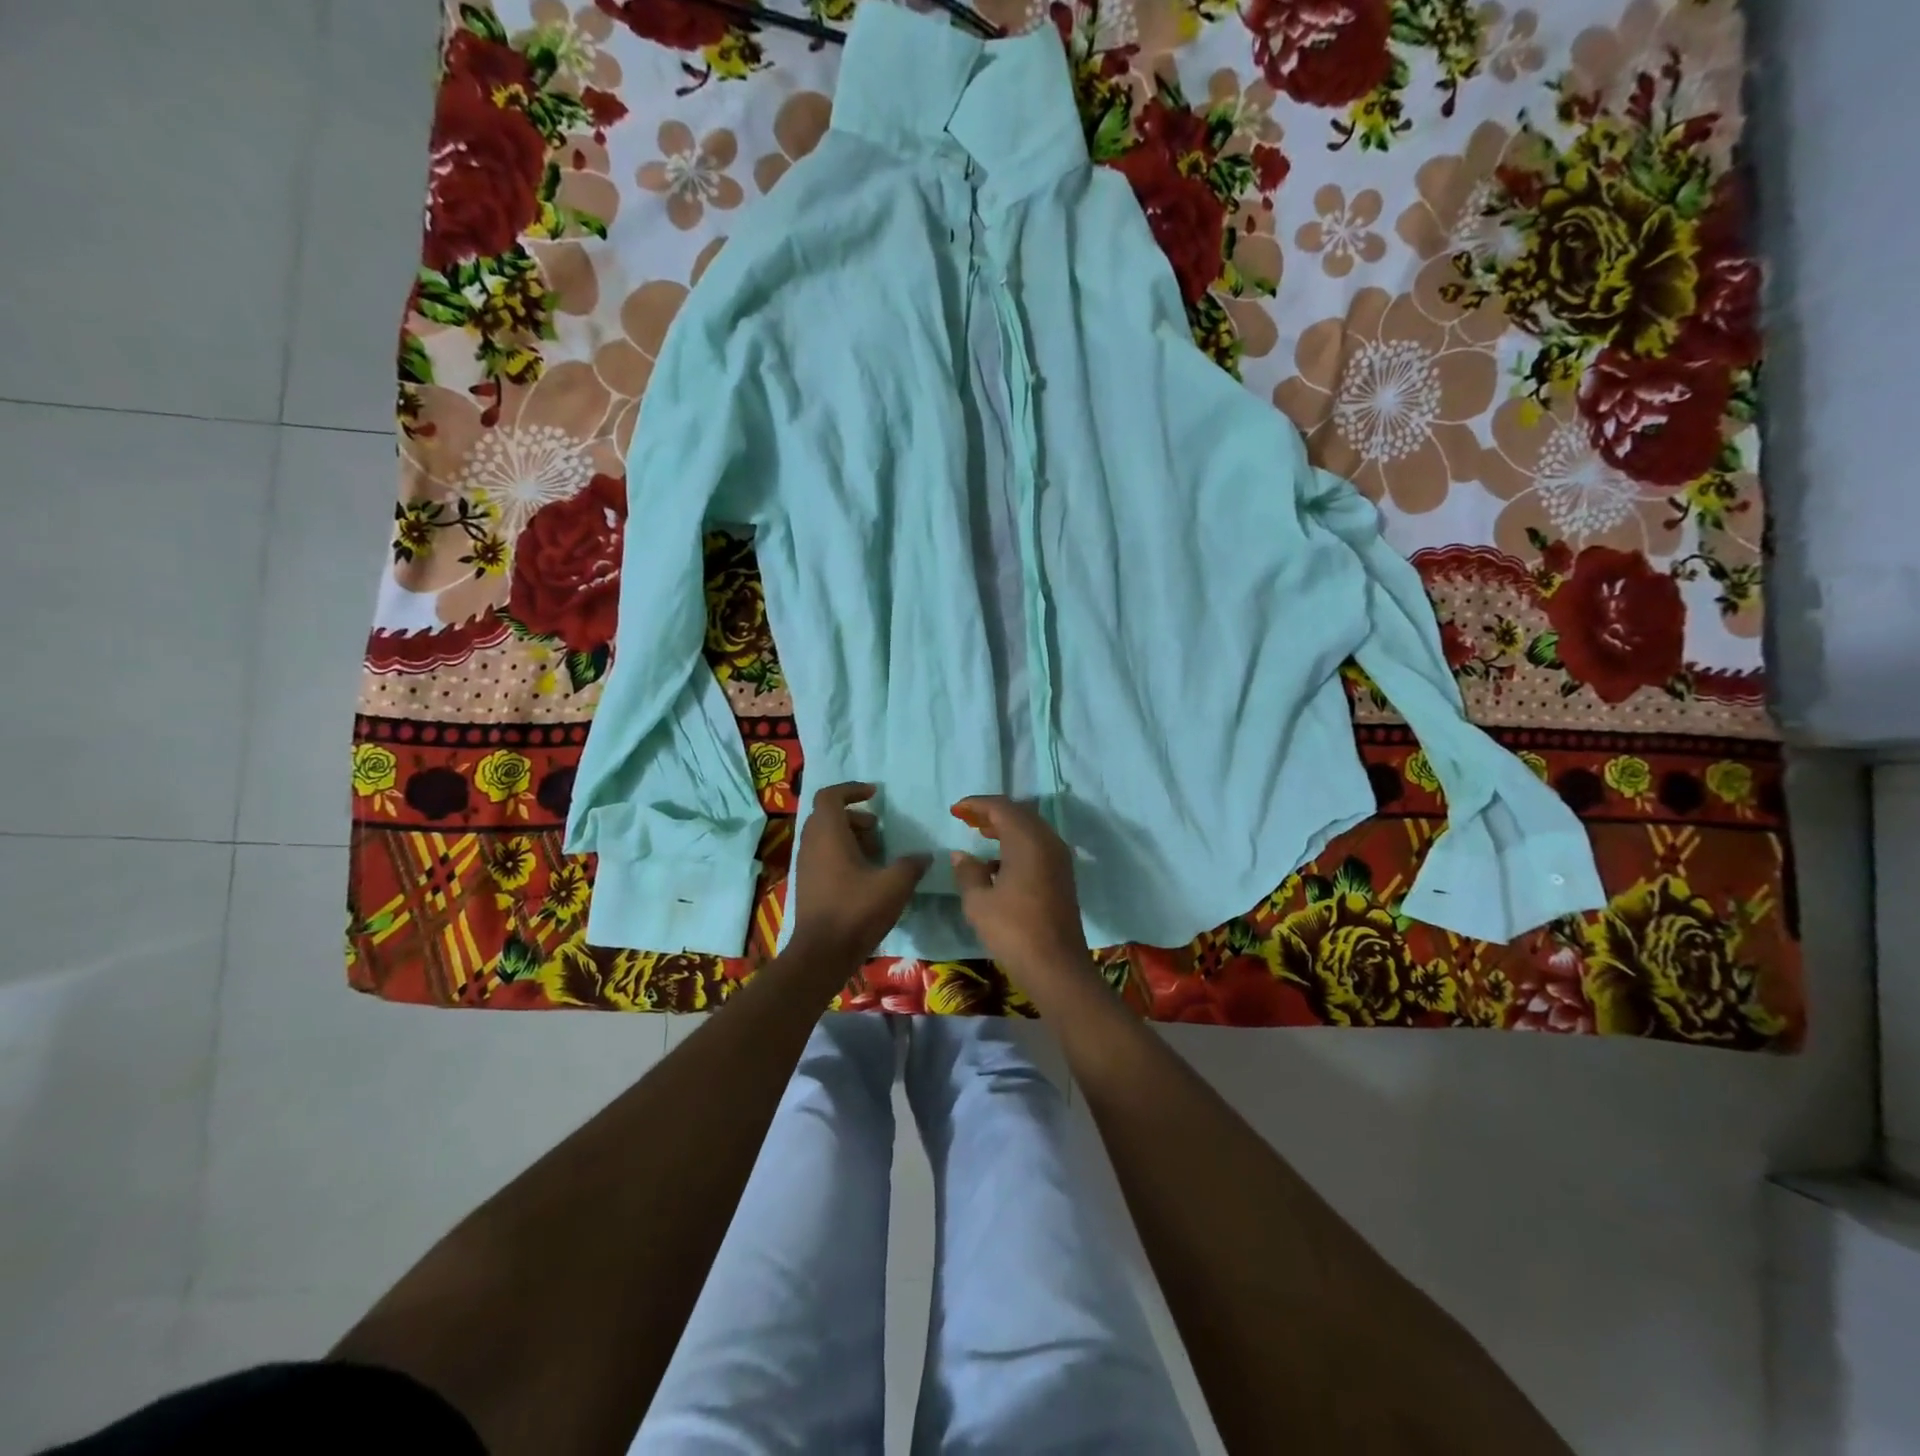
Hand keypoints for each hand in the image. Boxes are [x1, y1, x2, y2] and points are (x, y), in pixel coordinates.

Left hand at [788, 782, 930, 964]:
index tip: (875, 794)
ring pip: (825, 836)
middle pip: (827, 814)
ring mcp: (805, 865)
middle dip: (854, 815)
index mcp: (828, 834)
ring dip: (850, 836)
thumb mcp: (894, 885)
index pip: (830, 795)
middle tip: (878, 829)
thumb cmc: (856, 911)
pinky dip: (842, 854)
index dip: (852, 789)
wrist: (821, 954)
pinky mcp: (807, 883)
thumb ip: (912, 865)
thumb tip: (925, 856)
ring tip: (876, 854)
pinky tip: (864, 876)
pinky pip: (823, 855)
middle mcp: (811, 843)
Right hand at [949, 796, 1091, 987]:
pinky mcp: (1062, 876)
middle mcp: (1047, 842)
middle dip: (992, 813)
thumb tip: (961, 855)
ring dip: (1006, 828)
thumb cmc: (1013, 930)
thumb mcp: (979, 902)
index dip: (976, 804)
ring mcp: (1059, 859)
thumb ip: (968, 872)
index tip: (955, 810)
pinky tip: (998, 864)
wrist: (1056, 967)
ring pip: (1031, 830)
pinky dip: (1017, 845)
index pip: (1001, 807)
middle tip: (967, 819)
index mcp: (1027, 840)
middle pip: (1019, 814)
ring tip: (980, 834)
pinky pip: (1038, 847)